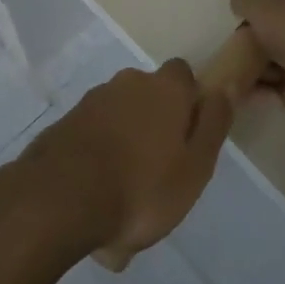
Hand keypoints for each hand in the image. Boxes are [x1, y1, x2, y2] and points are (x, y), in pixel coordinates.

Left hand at [18, 60, 231, 270]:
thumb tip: (225, 86)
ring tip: (125, 205)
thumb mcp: (195, 165)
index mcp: (165, 88)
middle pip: (149, 99)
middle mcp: (128, 83)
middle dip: (154, 129)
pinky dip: (99, 164)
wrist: (60, 199)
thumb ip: (213, 124)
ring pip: (120, 122)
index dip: (189, 103)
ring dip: (125, 151)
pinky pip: (94, 141)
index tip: (189, 138)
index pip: (184, 76)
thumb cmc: (142, 187)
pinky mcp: (66, 124)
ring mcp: (93, 101)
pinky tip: (97, 207)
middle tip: (158, 177)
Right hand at [231, 0, 284, 123]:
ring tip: (224, 82)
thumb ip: (245, 0)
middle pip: (273, 33)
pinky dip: (264, 94)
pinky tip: (239, 100)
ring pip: (277, 63)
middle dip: (249, 46)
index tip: (229, 27)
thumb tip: (239, 6)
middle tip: (223, 58)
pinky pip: (283, 91)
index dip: (252, 11)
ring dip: (253, 73)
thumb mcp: (264, 4)